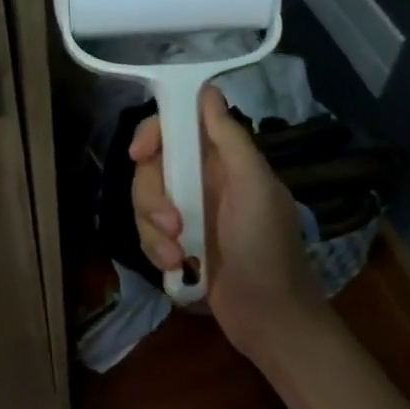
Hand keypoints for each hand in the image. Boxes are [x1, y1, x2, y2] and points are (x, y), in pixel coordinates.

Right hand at [130, 85, 328, 358]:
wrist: (270, 319)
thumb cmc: (267, 248)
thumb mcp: (255, 188)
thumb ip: (230, 139)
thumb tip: (207, 89)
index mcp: (224, 160)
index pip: (178, 127)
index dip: (154, 134)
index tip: (139, 154)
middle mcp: (203, 181)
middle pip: (152, 168)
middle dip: (153, 197)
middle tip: (173, 224)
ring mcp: (188, 214)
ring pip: (144, 203)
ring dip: (154, 231)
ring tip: (179, 256)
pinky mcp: (178, 245)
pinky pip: (147, 234)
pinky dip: (157, 251)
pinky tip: (179, 269)